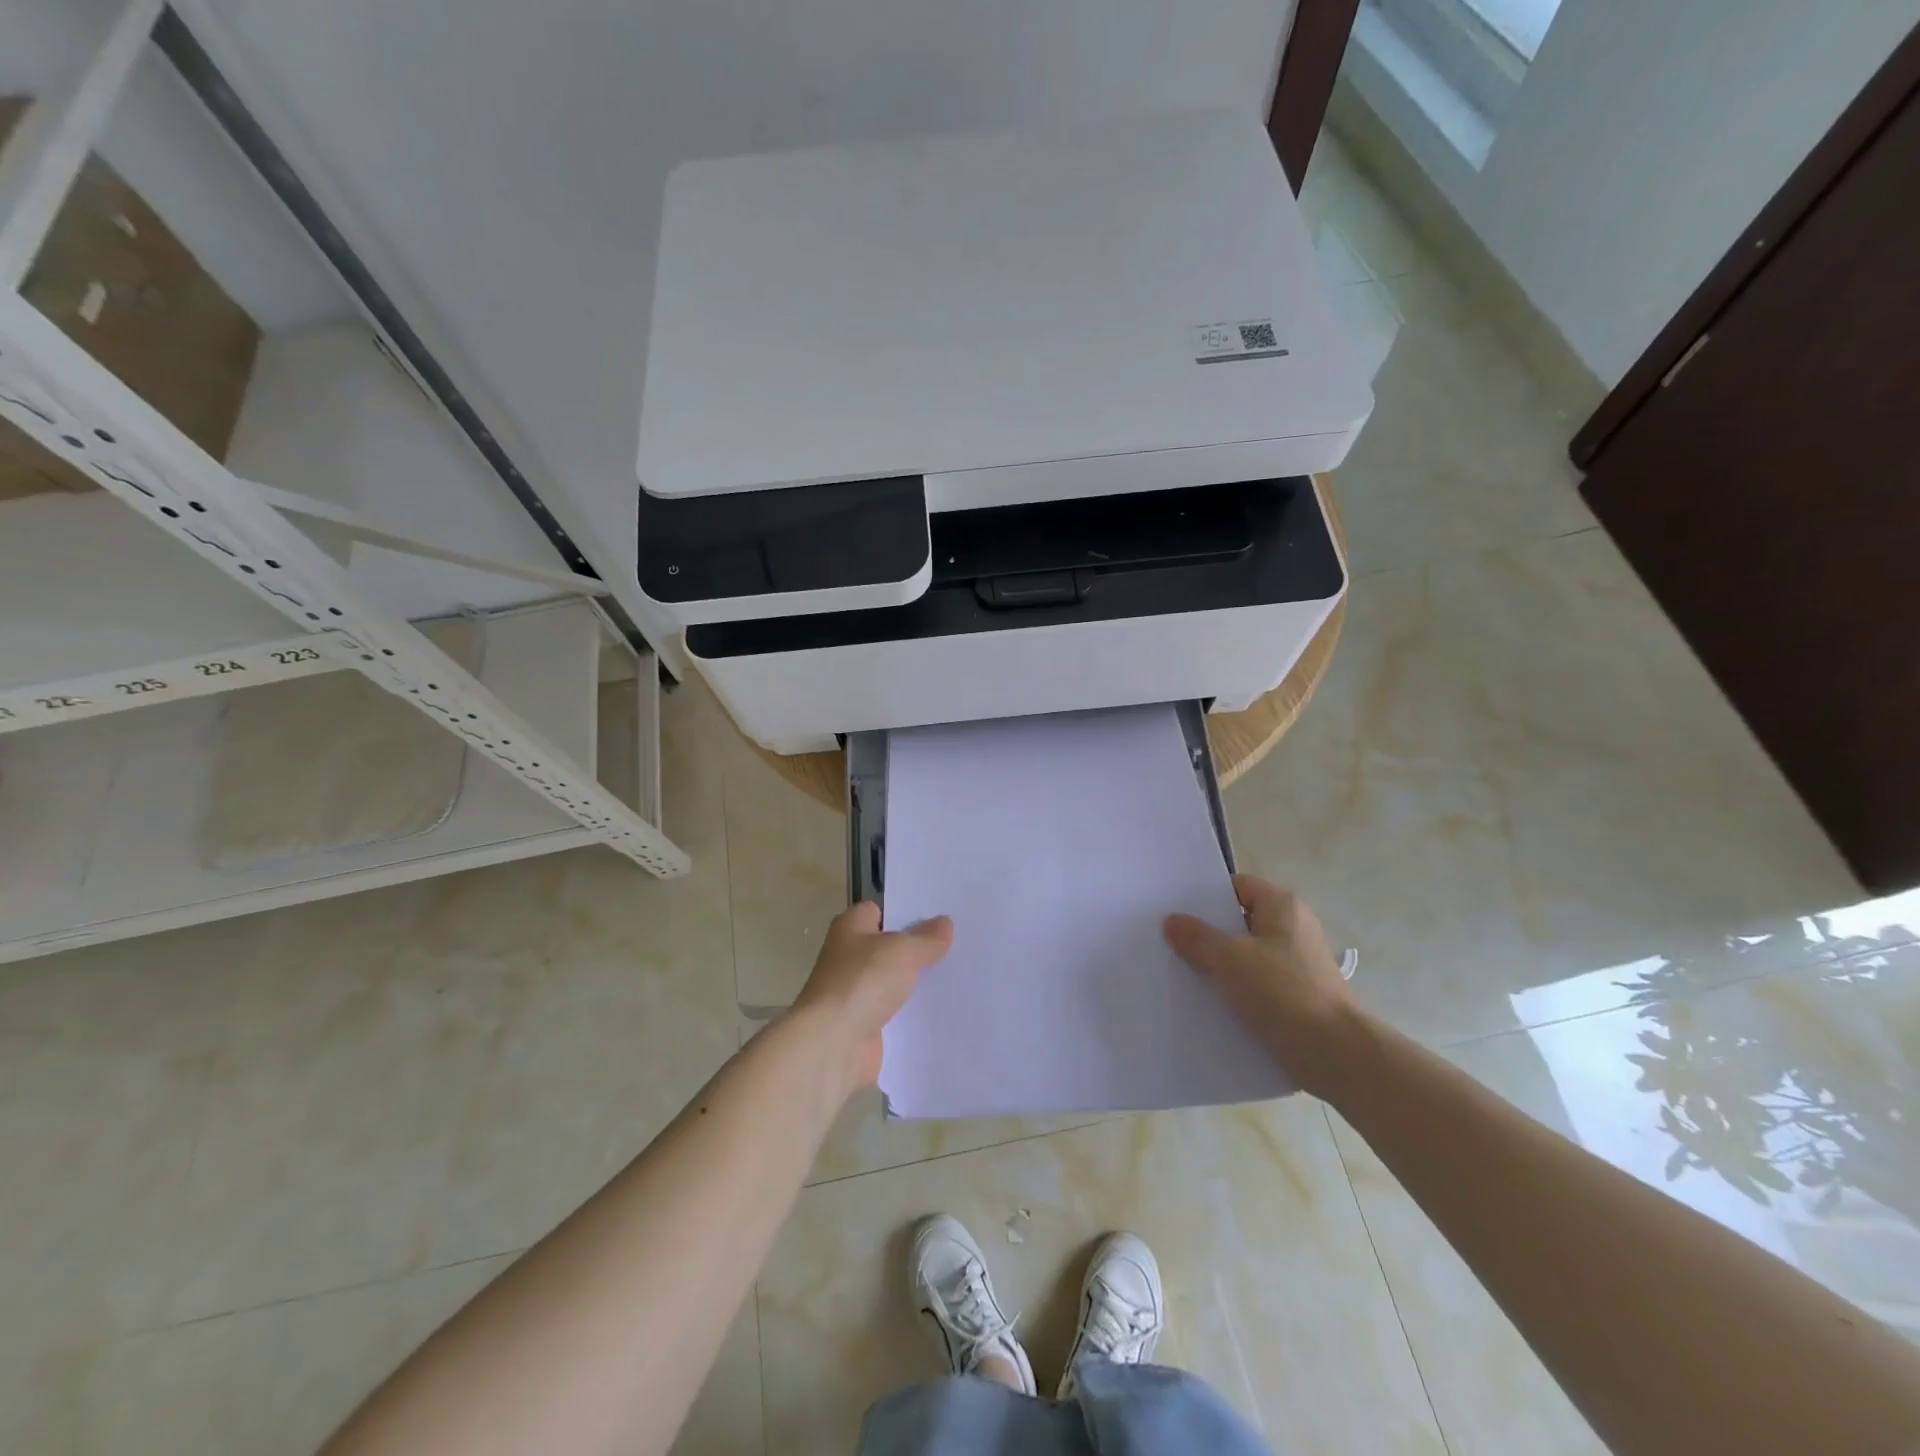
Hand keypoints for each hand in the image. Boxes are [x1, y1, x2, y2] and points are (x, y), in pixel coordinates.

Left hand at [794, 902, 953, 1093]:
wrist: (832, 1045)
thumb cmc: (862, 982)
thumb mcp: (902, 951)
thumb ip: (926, 938)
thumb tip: (945, 923)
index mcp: (851, 927)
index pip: (881, 911)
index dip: (908, 913)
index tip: (942, 918)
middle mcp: (850, 956)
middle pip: (891, 947)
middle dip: (920, 949)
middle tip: (959, 946)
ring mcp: (856, 992)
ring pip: (895, 981)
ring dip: (919, 983)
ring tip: (960, 976)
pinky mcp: (865, 1024)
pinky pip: (896, 1012)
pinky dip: (914, 1014)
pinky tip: (944, 1011)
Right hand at [1164, 874, 1362, 1099]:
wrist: (1336, 1053)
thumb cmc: (1282, 991)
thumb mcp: (1229, 959)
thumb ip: (1197, 937)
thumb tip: (1172, 921)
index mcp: (1283, 906)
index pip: (1238, 886)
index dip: (1207, 897)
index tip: (1178, 912)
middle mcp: (1295, 928)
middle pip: (1242, 921)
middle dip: (1210, 933)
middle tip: (1173, 942)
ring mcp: (1300, 964)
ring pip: (1249, 955)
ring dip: (1222, 965)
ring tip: (1185, 974)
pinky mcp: (1300, 995)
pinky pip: (1260, 983)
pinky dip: (1238, 990)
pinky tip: (1212, 1002)